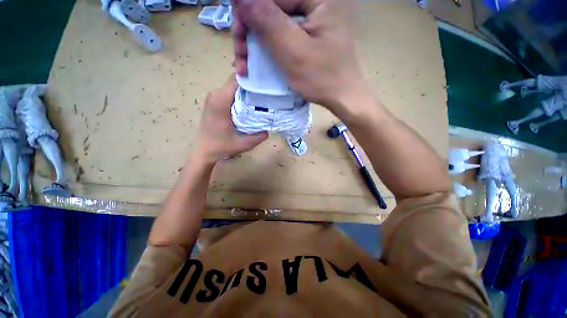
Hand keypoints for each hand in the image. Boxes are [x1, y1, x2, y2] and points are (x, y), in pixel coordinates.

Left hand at [195, 76, 267, 163]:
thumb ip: (259, 136)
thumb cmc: (222, 147)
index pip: (237, 80)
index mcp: (220, 101)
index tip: (265, 86)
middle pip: (236, 81)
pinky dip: (240, 95)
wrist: (204, 150)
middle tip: (266, 94)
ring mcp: (213, 97)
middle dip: (251, 85)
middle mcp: (215, 94)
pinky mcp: (214, 101)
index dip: (252, 79)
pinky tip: (249, 104)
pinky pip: (229, 92)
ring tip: (259, 99)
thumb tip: (269, 128)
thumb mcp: (243, 144)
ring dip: (246, 90)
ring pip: (233, 86)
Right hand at [232, 0, 366, 112]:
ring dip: (255, 44)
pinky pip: (282, 37)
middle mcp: (315, 4)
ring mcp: (311, 22)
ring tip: (246, 66)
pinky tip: (258, 64)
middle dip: (250, 32)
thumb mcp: (292, 50)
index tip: (237, 34)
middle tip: (240, 56)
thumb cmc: (321, 78)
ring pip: (273, 25)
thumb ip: (267, 19)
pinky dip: (268, 50)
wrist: (342, 98)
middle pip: (271, 9)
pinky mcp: (308, 38)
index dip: (249, 12)